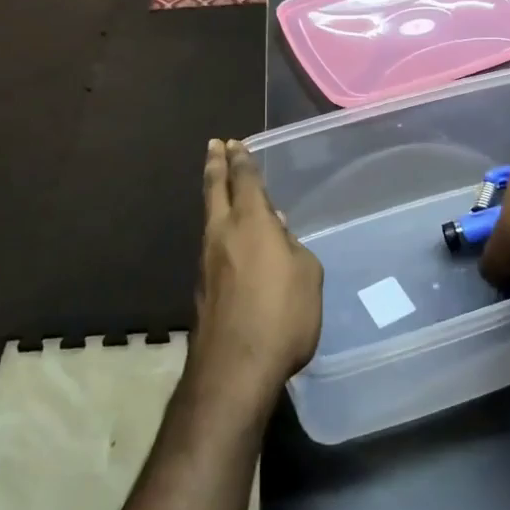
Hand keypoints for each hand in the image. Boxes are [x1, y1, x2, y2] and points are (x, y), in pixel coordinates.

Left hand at [191, 140, 322, 415]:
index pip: (245, 180)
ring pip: (210, 217)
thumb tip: (278, 230)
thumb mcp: (307, 275)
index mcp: (252, 222)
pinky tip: (231, 241)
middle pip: (214, 189)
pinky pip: (213, 245)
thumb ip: (292, 246)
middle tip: (214, 145)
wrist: (234, 367)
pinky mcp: (203, 288)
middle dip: (215, 164)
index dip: (241, 159)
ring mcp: (207, 261)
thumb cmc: (282, 314)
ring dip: (215, 196)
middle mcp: (223, 233)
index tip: (235, 142)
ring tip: (222, 188)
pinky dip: (220, 230)